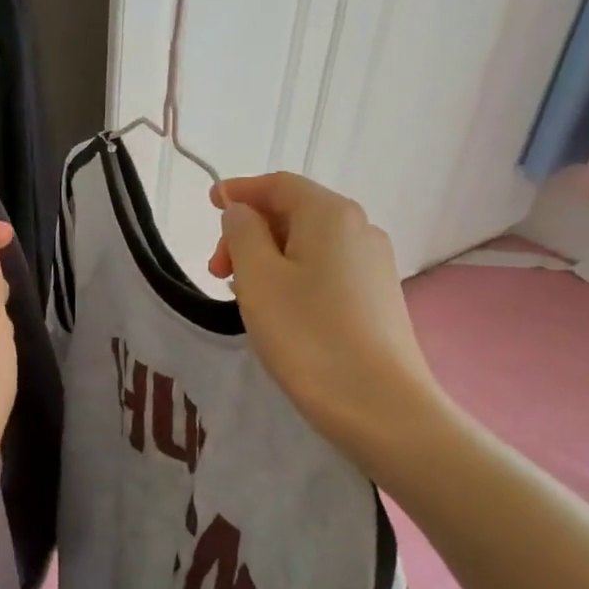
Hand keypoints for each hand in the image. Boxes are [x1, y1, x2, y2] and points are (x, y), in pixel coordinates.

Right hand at [208, 174, 443, 469]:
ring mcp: (374, 264)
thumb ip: (242, 233)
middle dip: (249, 232)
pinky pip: (325, 270)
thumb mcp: (258, 278)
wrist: (379, 404)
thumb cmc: (307, 334)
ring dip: (268, 258)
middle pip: (294, 212)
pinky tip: (278, 310)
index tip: (209, 203)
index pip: (278, 184)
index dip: (240, 190)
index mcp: (330, 214)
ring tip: (242, 295)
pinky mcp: (378, 297)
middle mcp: (359, 228)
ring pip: (308, 245)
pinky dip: (293, 276)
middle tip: (217, 272)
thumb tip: (241, 212)